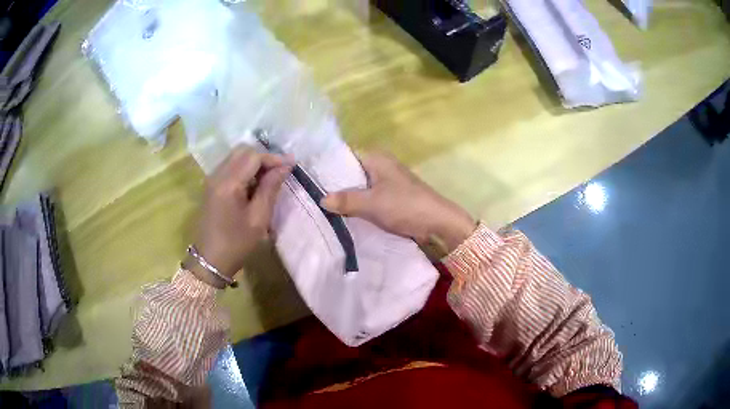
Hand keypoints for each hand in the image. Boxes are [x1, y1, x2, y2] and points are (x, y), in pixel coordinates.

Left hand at [190, 147, 290, 286]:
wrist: (210, 260)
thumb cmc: (237, 243)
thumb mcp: (259, 218)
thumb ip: (270, 188)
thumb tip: (285, 166)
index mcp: (228, 184)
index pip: (253, 157)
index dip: (274, 158)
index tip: (291, 166)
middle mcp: (217, 175)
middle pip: (243, 151)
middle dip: (263, 157)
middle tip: (279, 172)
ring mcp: (211, 179)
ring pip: (236, 157)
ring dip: (254, 163)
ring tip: (268, 179)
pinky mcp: (211, 185)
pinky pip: (230, 166)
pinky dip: (244, 169)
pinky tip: (253, 185)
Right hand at [321, 151, 475, 252]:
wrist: (437, 223)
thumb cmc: (405, 206)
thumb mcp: (372, 203)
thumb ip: (346, 200)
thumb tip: (321, 199)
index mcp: (376, 158)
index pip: (344, 156)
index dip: (327, 166)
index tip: (309, 178)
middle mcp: (380, 165)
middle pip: (350, 172)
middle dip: (334, 184)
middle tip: (311, 195)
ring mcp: (385, 182)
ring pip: (358, 186)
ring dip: (345, 197)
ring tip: (321, 205)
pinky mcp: (390, 197)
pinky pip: (367, 197)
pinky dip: (357, 205)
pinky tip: (342, 214)